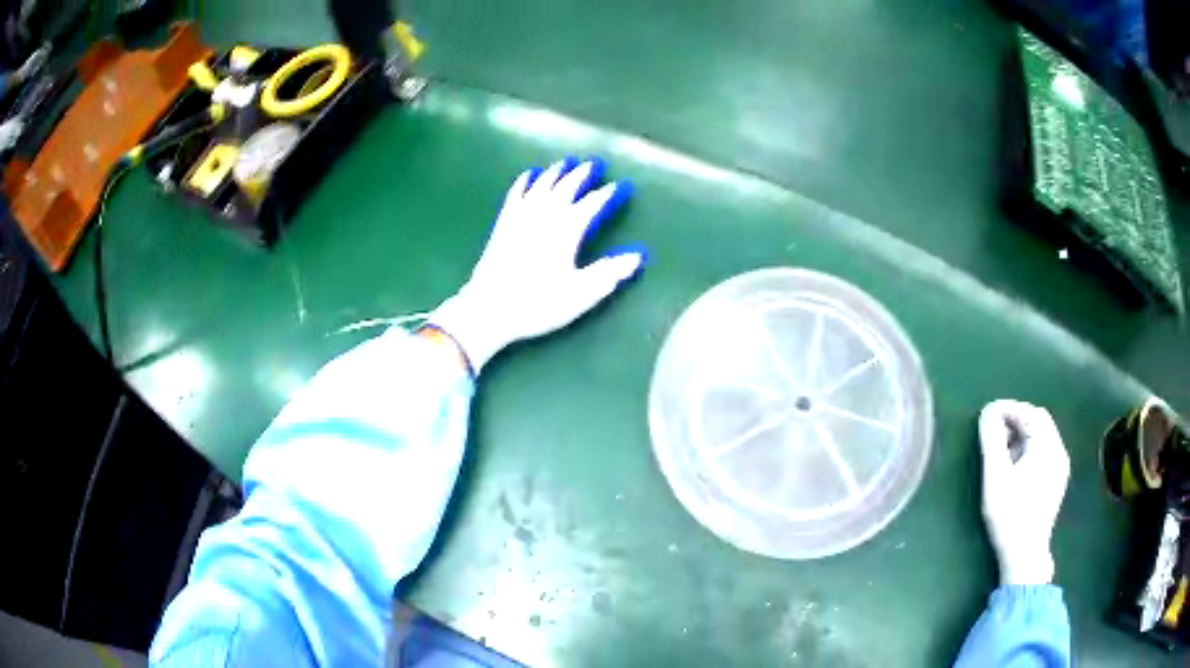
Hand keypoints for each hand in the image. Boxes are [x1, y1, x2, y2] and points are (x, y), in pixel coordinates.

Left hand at [429, 158, 644, 372]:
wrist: (488, 309)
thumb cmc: (538, 303)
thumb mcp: (580, 293)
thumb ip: (609, 272)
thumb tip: (638, 255)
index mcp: (567, 229)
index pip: (592, 204)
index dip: (607, 194)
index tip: (620, 185)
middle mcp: (544, 215)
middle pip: (566, 187)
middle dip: (581, 174)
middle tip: (593, 164)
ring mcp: (520, 217)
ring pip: (541, 185)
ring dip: (555, 172)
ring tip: (565, 162)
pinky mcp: (503, 224)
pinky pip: (516, 193)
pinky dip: (525, 181)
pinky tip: (528, 175)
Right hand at [977, 400, 1070, 585]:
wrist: (1025, 555)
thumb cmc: (1010, 515)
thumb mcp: (995, 477)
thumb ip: (992, 441)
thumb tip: (987, 412)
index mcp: (1048, 446)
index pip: (1030, 412)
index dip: (1009, 408)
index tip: (987, 414)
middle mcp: (1059, 451)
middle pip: (1039, 422)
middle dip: (1015, 419)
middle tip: (992, 429)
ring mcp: (1059, 467)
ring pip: (1042, 437)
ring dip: (1021, 434)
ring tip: (1000, 448)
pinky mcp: (1056, 482)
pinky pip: (1044, 452)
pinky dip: (1028, 448)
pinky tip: (1014, 465)